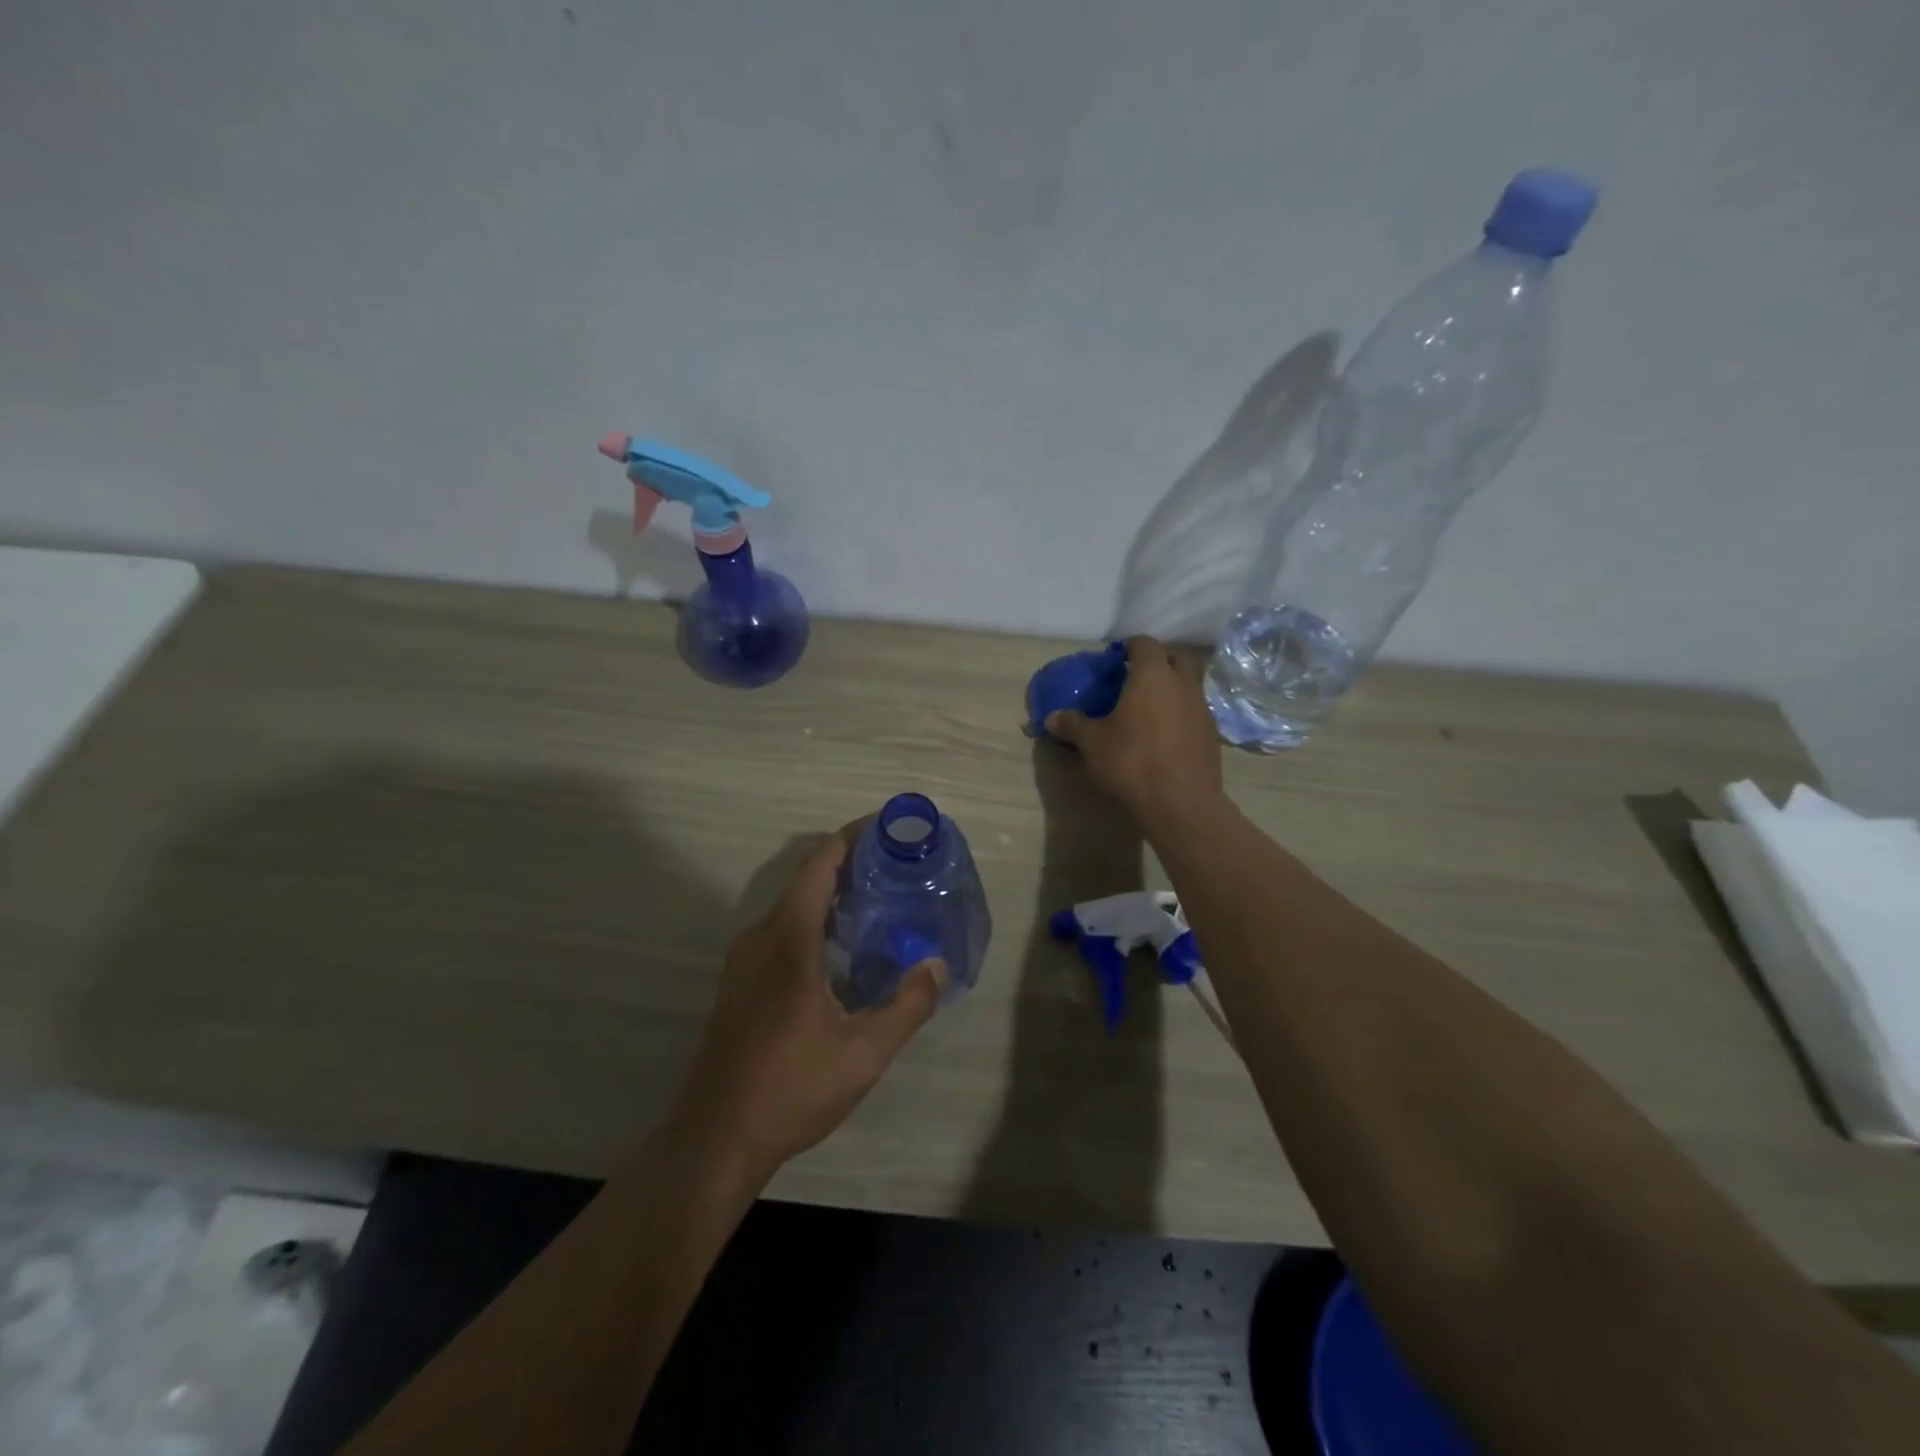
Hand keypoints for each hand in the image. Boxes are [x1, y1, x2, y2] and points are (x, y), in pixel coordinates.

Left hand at [668, 821, 943, 1181]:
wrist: (715, 1138)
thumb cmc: (791, 1088)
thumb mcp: (864, 1052)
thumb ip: (907, 1005)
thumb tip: (937, 965)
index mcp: (789, 939)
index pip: (821, 864)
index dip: (853, 837)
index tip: (889, 828)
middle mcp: (761, 937)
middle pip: (807, 880)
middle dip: (851, 865)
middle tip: (898, 869)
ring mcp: (744, 961)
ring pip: (792, 907)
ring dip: (832, 895)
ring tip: (878, 903)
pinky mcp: (740, 983)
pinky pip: (781, 931)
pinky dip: (814, 921)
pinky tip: (842, 950)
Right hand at [1045, 635, 1222, 828]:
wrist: (1180, 802)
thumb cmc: (1131, 761)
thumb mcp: (1092, 743)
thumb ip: (1073, 725)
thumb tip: (1050, 718)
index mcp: (1152, 675)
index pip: (1145, 643)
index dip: (1129, 647)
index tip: (1115, 659)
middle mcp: (1183, 684)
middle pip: (1174, 658)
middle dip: (1156, 662)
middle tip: (1133, 679)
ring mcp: (1202, 709)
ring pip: (1188, 685)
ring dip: (1171, 689)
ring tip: (1149, 708)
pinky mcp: (1212, 735)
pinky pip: (1194, 712)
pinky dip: (1180, 714)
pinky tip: (1164, 735)